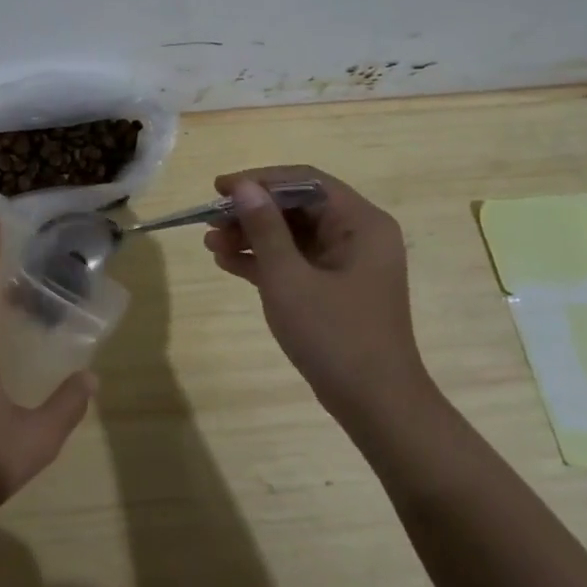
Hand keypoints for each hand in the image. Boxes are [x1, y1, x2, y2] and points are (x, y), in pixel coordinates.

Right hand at [204, 166, 429, 420]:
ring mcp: (347, 263)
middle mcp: (358, 234)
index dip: (259, 180)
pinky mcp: (336, 288)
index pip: (305, 181)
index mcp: (361, 222)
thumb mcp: (289, 278)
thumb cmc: (335, 335)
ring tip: (211, 244)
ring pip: (293, 234)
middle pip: (297, 207)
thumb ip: (264, 228)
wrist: (376, 406)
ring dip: (252, 236)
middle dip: (251, 212)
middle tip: (210, 221)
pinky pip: (296, 260)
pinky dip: (265, 260)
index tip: (219, 188)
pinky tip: (228, 263)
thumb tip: (242, 187)